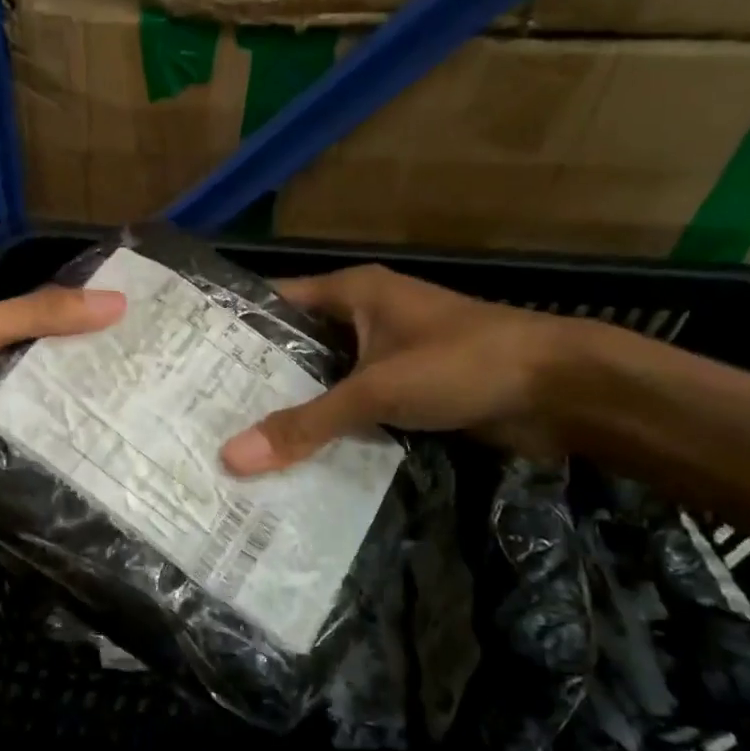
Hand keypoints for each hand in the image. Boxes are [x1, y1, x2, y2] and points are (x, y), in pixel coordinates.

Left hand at [0, 286, 126, 508]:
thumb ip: (38, 316)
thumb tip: (119, 302)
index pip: (40, 327)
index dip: (84, 328)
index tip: (141, 337)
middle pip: (40, 375)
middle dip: (84, 381)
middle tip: (150, 390)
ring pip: (32, 419)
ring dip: (69, 422)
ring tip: (137, 426)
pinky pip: (16, 457)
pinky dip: (44, 458)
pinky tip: (96, 462)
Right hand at [220, 265, 581, 474]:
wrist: (561, 391)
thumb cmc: (463, 364)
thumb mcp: (377, 389)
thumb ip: (306, 423)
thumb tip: (231, 457)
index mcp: (353, 292)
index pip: (275, 301)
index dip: (234, 327)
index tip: (188, 360)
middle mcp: (364, 317)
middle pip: (296, 346)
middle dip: (257, 378)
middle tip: (202, 411)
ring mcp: (386, 355)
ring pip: (324, 380)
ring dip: (293, 408)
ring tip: (232, 437)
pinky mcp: (406, 391)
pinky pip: (353, 407)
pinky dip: (329, 427)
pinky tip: (292, 457)